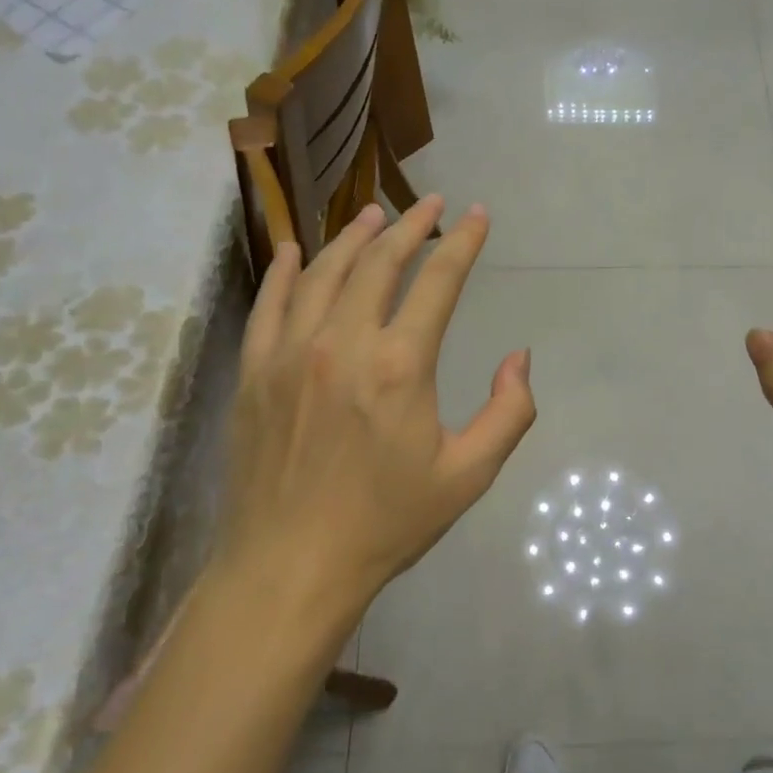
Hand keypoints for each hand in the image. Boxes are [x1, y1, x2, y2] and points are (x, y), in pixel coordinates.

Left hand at [218, 196, 534, 616]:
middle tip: (431, 203)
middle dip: (411, 225)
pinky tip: (293, 251)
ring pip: (324, 273)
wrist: (289, 569)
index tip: (477, 214)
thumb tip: (518, 357)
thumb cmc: (385, 523)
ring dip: (352, 237)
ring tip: (373, 214)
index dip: (462, 242)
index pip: (439, 281)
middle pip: (380, 263)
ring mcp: (290, 353)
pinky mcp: (254, 372)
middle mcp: (343, 344)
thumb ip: (509, 412)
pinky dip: (284, 272)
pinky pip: (268, 305)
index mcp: (400, 366)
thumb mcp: (468, 476)